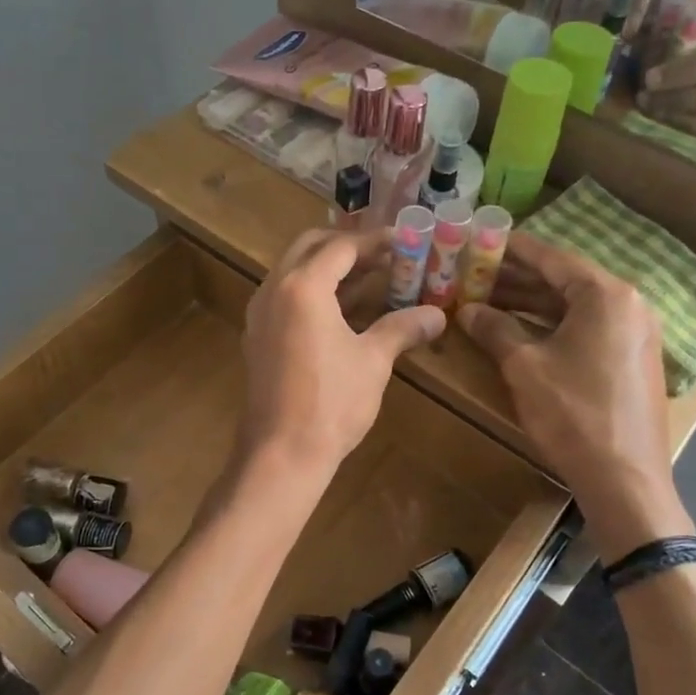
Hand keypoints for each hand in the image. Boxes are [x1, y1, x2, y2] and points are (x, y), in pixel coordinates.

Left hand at [239, 227, 444, 474]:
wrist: (281, 453)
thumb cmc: (331, 402)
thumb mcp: (373, 361)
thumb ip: (403, 328)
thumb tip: (438, 315)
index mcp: (303, 286)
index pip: (341, 246)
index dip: (375, 241)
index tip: (404, 241)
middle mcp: (274, 290)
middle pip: (310, 248)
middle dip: (347, 247)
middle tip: (384, 256)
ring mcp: (260, 314)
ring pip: (295, 273)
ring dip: (331, 271)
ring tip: (373, 282)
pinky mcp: (258, 338)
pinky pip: (286, 299)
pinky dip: (315, 295)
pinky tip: (345, 314)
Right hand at [457, 236, 688, 551]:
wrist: (625, 480)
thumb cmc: (574, 414)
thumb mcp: (524, 367)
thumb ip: (495, 329)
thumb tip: (467, 310)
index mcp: (606, 295)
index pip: (551, 258)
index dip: (511, 249)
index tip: (480, 239)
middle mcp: (627, 305)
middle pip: (563, 281)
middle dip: (516, 279)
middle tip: (473, 274)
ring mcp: (633, 334)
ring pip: (573, 307)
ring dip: (530, 304)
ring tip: (486, 300)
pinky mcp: (630, 360)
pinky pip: (586, 329)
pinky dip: (551, 326)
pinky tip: (518, 330)